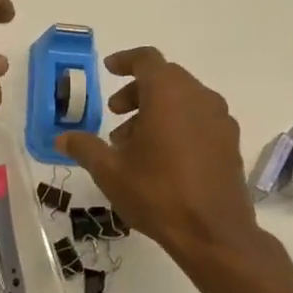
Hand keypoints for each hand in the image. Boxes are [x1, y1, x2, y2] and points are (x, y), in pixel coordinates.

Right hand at [58, 47, 259, 259]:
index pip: (147, 59)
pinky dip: (178, 124)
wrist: (213, 233)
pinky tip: (162, 157)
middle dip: (137, 91)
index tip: (108, 69)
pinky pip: (199, 119)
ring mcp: (220, 120)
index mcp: (168, 94)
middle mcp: (199, 97)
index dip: (125, 61)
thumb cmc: (157, 193)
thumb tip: (62, 138)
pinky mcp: (230, 143)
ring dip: (156, 110)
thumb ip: (84, 148)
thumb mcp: (110, 171)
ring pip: (184, 99)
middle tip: (115, 113)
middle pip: (166, 78)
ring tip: (133, 143)